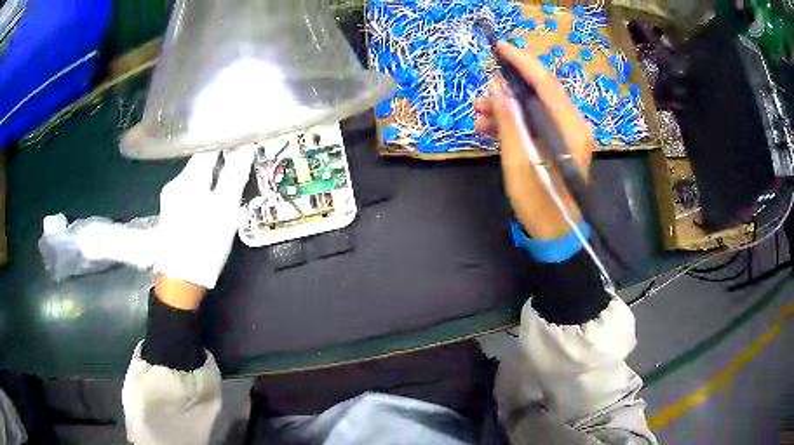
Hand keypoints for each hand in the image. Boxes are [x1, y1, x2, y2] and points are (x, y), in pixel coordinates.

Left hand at [155, 147, 254, 296]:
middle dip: (222, 160)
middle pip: (202, 161)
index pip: (209, 146)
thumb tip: (247, 146)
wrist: (180, 282)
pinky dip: (205, 190)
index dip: (228, 140)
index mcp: (189, 178)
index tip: (245, 139)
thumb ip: (235, 174)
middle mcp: (176, 182)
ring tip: (231, 185)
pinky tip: (213, 202)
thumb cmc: (205, 244)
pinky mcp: (170, 212)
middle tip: (243, 165)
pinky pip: (191, 191)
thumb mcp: (225, 209)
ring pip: (197, 177)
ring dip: (214, 176)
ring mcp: (170, 198)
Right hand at [475, 42, 592, 239]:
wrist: (557, 233)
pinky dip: (514, 122)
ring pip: (534, 107)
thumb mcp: (519, 160)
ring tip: (478, 117)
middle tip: (480, 98)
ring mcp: (567, 134)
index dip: (521, 62)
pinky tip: (490, 129)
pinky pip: (535, 122)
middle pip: (539, 92)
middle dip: (508, 91)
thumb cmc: (539, 201)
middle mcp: (572, 124)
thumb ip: (510, 120)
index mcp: (568, 126)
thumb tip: (498, 87)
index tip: (499, 47)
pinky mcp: (559, 143)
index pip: (545, 82)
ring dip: (507, 108)